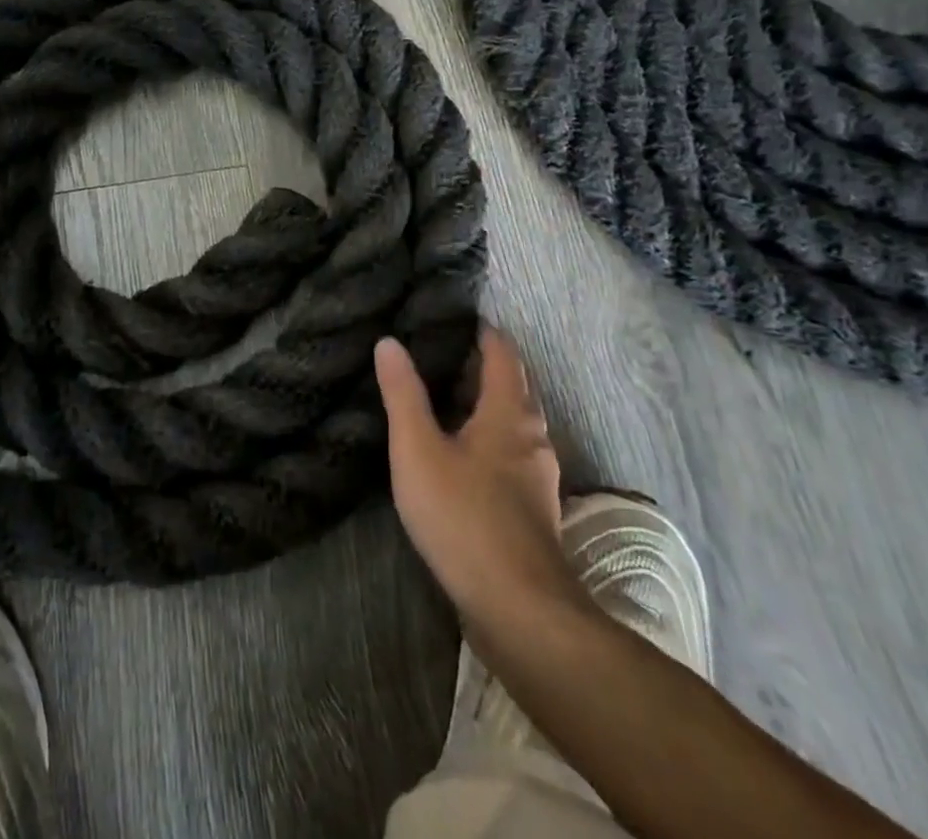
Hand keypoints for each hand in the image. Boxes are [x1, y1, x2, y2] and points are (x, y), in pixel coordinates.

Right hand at [376, 325, 584, 633]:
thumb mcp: (418, 449)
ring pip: (514, 423)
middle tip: (441, 352)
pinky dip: (488, 436)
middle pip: (514, 387)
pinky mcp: (532, 509)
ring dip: (486, 403)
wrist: (518, 610)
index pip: (503, 355)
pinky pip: (511, 453)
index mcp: (509, 414)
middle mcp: (532, 437)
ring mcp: (537, 477)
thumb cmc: (464, 517)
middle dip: (484, 365)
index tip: (456, 317)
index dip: (483, 332)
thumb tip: (389, 342)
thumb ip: (403, 394)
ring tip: (446, 397)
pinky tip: (462, 453)